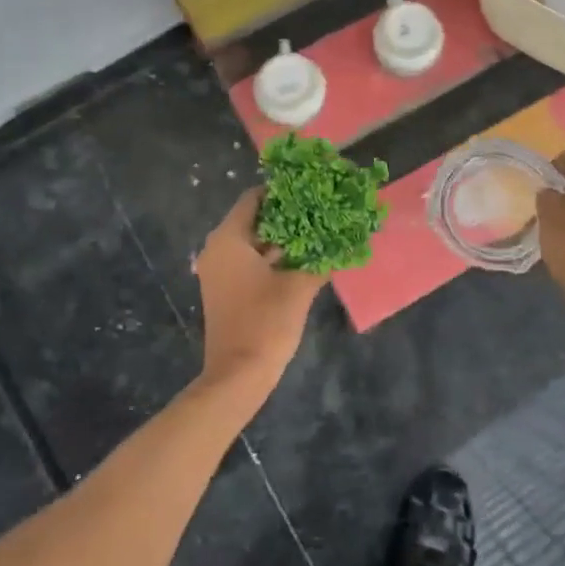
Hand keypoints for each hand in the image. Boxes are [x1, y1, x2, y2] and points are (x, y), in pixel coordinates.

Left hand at [194, 190, 326, 398]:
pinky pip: (249, 261)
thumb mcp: (299, 287)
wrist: (238, 375)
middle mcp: (218, 248)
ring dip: (283, 238)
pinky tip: (304, 259)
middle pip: (254, 219)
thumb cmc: (265, 322)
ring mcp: (220, 271)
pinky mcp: (226, 289)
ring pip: (254, 242)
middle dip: (287, 215)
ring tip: (318, 231)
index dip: (282, 191)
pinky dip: (273, 258)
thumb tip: (346, 240)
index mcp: (229, 239)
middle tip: (320, 209)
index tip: (310, 189)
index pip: (253, 198)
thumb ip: (321, 259)